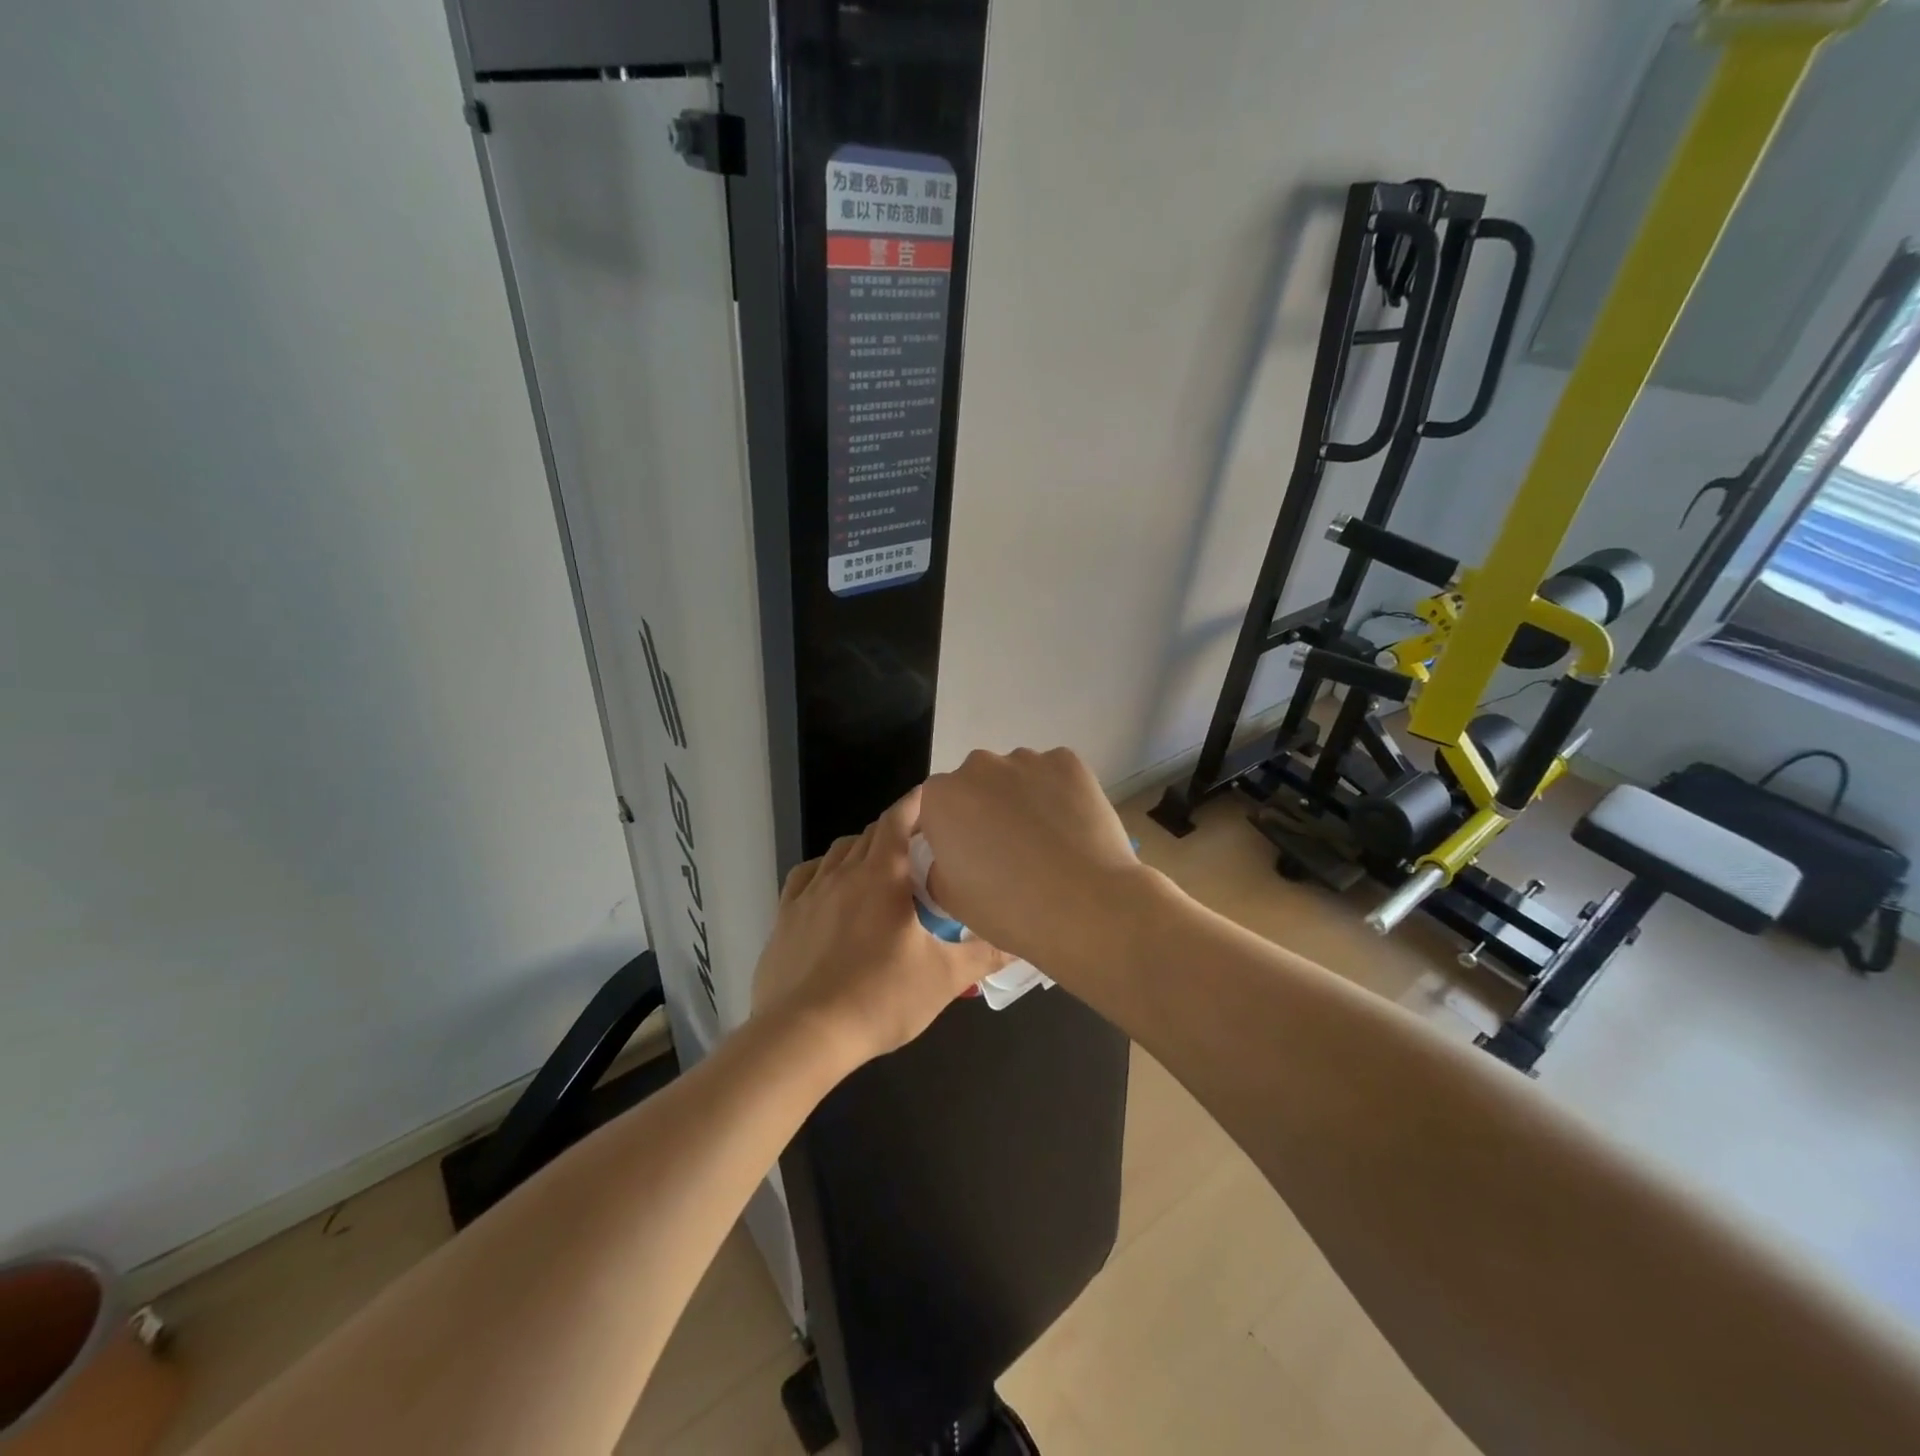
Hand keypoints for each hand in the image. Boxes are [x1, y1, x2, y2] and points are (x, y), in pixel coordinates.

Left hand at [752, 787, 1010, 1066]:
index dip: (917, 802)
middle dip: (897, 829)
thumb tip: (1020, 943)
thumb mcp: (943, 978)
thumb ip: (983, 955)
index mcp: (881, 876)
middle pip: (871, 833)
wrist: (803, 1036)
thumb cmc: (879, 998)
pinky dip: (825, 870)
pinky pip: (806, 876)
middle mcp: (842, 873)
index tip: (935, 796)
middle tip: (921, 844)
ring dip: (862, 848)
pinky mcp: (785, 917)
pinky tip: (832, 888)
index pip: (898, 819)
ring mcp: (809, 894)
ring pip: (838, 851)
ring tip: (881, 867)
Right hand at [918, 747, 1149, 972]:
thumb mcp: (950, 899)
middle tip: (1009, 851)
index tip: (971, 858)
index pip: (938, 806)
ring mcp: (1027, 760)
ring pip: (1017, 776)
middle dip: (987, 809)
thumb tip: (952, 856)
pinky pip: (1055, 774)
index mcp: (942, 797)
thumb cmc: (1009, 908)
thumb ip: (938, 866)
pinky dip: (1059, 793)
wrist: (1086, 907)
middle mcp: (979, 766)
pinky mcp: (1069, 762)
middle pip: (977, 784)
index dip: (953, 832)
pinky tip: (1071, 828)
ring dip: (1023, 799)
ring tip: (1047, 842)